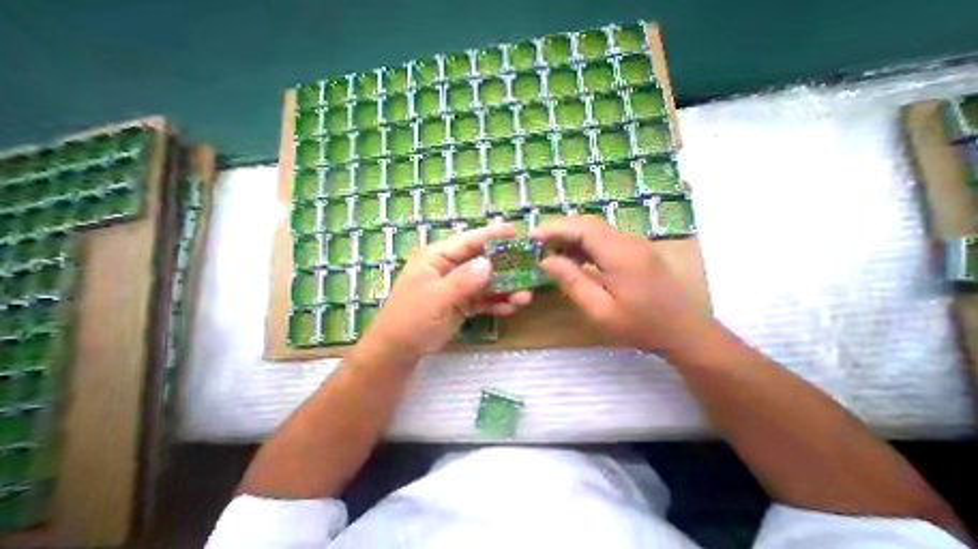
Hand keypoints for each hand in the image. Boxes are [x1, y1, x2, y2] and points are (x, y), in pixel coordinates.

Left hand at [355, 225, 532, 362]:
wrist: (399, 350)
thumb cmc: (410, 319)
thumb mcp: (435, 299)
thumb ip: (462, 281)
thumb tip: (488, 263)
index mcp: (437, 257)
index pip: (468, 241)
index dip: (492, 235)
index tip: (516, 230)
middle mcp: (450, 267)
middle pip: (482, 260)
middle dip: (505, 266)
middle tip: (529, 268)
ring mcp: (457, 285)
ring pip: (486, 282)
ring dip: (505, 288)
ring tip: (524, 297)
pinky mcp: (463, 302)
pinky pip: (484, 299)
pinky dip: (497, 303)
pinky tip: (510, 308)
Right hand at [531, 214, 707, 350]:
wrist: (683, 330)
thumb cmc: (640, 325)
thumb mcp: (600, 311)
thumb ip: (572, 282)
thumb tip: (546, 260)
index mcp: (620, 254)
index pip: (582, 227)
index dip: (554, 228)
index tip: (531, 236)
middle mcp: (628, 241)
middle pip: (587, 223)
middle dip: (559, 230)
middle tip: (536, 244)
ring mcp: (634, 243)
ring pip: (595, 229)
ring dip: (570, 236)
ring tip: (549, 252)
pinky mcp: (635, 249)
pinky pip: (603, 238)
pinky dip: (583, 244)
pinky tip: (572, 258)